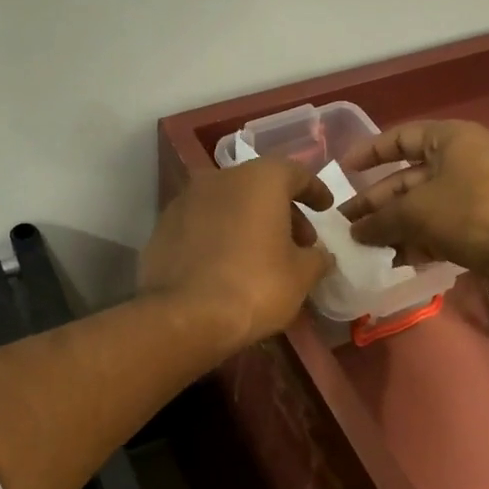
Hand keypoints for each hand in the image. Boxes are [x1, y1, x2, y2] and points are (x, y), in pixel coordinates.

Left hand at [139, 159, 334, 351]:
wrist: (184, 316)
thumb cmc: (255, 286)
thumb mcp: (301, 276)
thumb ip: (316, 258)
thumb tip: (320, 255)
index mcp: (259, 180)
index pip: (294, 173)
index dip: (314, 190)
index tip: (325, 208)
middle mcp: (219, 179)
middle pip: (259, 187)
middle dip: (283, 210)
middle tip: (299, 241)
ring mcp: (185, 201)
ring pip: (229, 204)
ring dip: (250, 222)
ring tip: (264, 255)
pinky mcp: (163, 227)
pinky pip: (203, 224)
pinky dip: (221, 235)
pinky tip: (229, 264)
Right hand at [339, 120, 488, 275]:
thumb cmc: (473, 213)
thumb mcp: (417, 210)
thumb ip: (380, 219)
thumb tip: (355, 231)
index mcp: (451, 141)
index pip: (402, 138)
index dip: (371, 152)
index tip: (343, 171)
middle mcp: (460, 165)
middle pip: (406, 179)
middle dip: (375, 202)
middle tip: (344, 224)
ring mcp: (470, 200)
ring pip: (420, 211)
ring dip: (391, 228)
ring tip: (359, 248)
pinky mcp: (476, 232)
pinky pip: (435, 234)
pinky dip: (413, 246)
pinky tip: (388, 262)